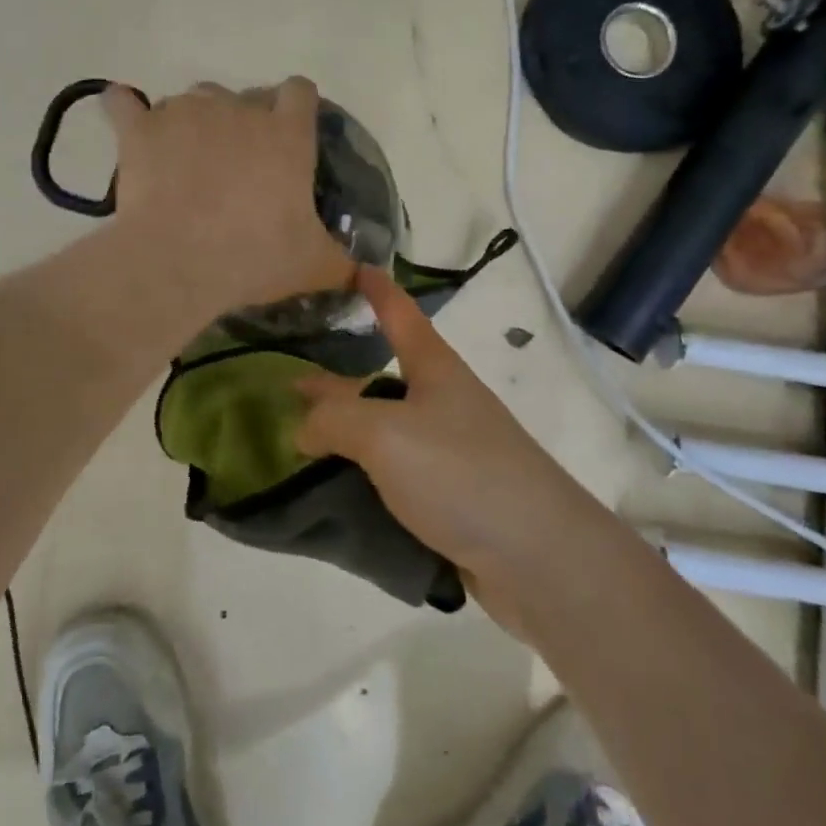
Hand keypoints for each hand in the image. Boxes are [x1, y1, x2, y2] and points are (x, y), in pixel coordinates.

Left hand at [103, 78, 354, 317]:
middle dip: (241, 122)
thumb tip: (371, 277)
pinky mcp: (140, 128)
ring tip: (184, 160)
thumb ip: (344, 264)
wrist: (179, 261)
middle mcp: (237, 109)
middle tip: (235, 166)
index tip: (288, 132)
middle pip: (242, 96)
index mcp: (285, 134)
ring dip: (192, 122)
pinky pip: (124, 103)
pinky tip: (127, 122)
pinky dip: (125, 110)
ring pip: (192, 100)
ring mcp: (185, 112)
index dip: (294, 107)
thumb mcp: (313, 265)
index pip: (299, 91)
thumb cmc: (255, 255)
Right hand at [295, 266, 596, 630]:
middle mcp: (440, 402)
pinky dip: (359, 478)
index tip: (353, 268)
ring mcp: (447, 452)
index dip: (376, 289)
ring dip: (343, 435)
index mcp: (433, 368)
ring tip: (295, 443)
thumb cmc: (460, 472)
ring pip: (382, 432)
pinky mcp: (447, 499)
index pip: (400, 313)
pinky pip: (391, 478)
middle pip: (380, 378)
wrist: (537, 558)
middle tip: (289, 380)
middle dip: (336, 380)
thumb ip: (333, 420)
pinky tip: (327, 493)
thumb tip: (304, 428)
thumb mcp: (384, 433)